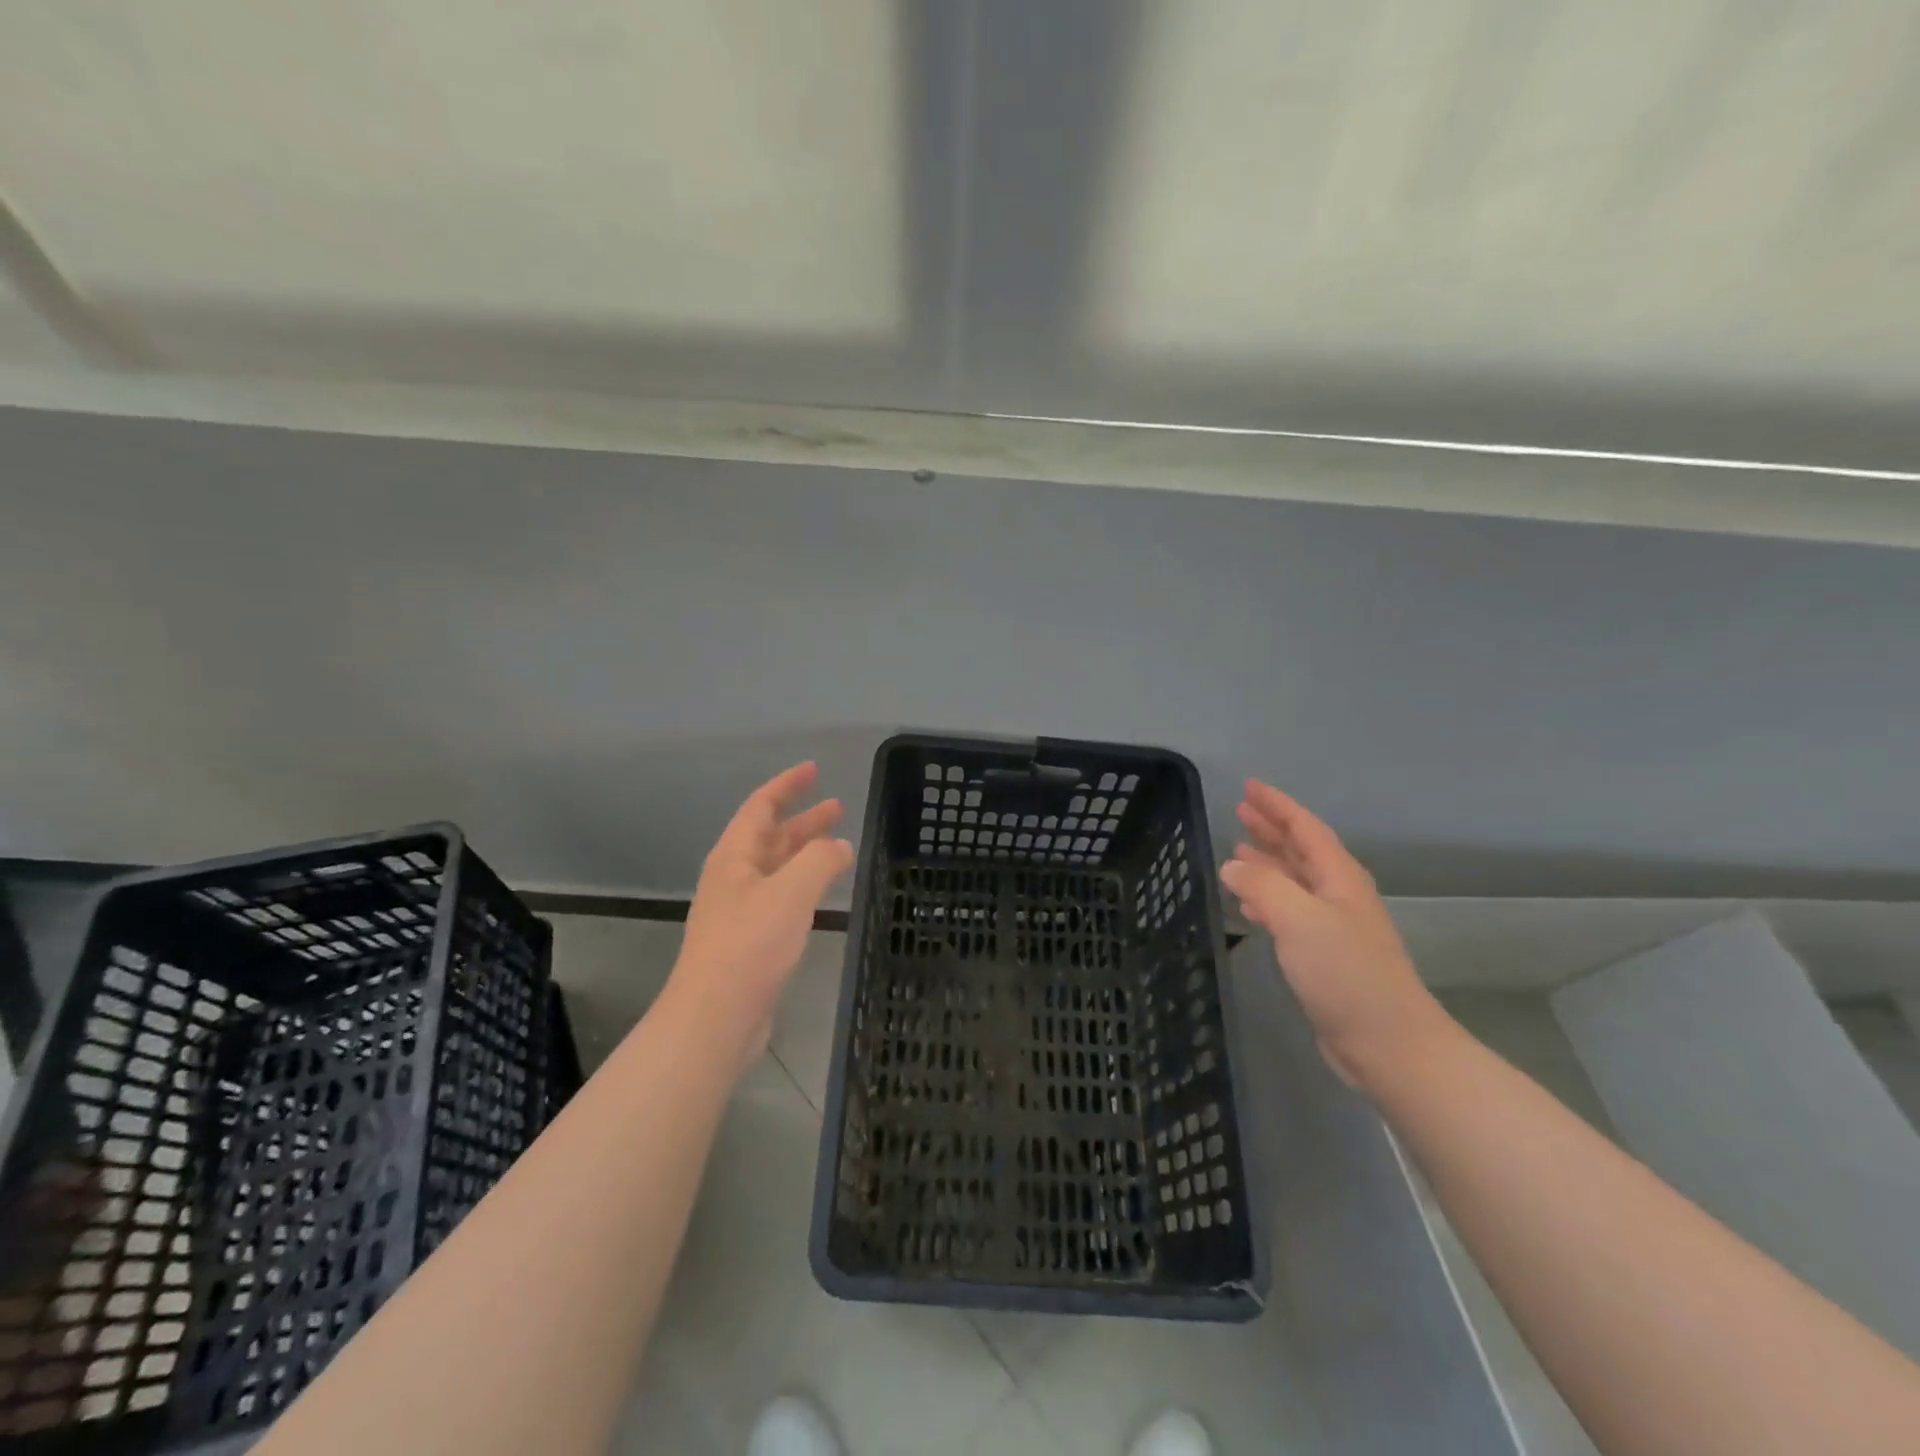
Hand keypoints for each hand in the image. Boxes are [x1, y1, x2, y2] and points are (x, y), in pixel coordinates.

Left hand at [669, 762, 853, 1076]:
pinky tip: (822, 892)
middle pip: (770, 836)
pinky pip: (781, 897)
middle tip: (838, 807)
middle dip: (803, 819)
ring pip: (777, 868)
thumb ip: (819, 860)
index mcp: (734, 857)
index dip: (786, 785)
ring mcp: (740, 910)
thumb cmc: (750, 945)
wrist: (715, 1018)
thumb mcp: (790, 892)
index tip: (813, 769)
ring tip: (839, 844)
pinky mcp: (750, 940)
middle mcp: (734, 878)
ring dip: (806, 852)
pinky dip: (804, 884)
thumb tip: (839, 846)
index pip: (760, 807)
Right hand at [1218, 779, 1448, 1091]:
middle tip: (1240, 809)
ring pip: (1294, 879)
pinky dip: (1267, 897)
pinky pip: (1289, 910)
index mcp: (1339, 878)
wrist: (1388, 1043)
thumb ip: (1263, 886)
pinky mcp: (1323, 954)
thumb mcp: (1299, 920)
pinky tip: (1249, 904)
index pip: (1305, 829)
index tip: (1248, 787)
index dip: (1277, 806)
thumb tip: (1232, 864)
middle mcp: (1338, 895)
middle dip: (1272, 827)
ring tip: (1238, 847)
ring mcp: (1332, 925)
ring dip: (1269, 860)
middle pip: (1301, 850)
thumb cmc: (1346, 974)